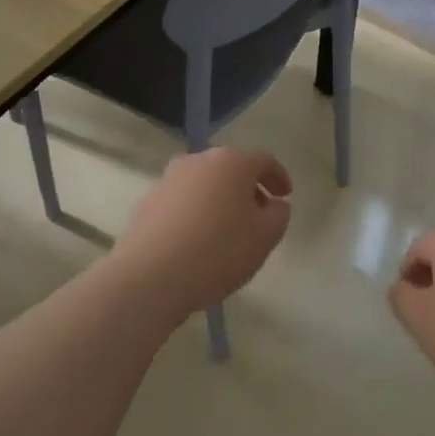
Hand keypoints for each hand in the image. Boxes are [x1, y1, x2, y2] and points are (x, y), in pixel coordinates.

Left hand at [114, 148, 292, 318]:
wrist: (150, 276)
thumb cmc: (218, 251)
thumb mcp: (264, 238)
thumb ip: (278, 215)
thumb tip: (274, 204)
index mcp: (232, 161)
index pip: (263, 160)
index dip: (279, 177)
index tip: (286, 196)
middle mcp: (200, 160)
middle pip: (232, 169)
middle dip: (248, 189)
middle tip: (258, 216)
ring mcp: (170, 178)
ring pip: (205, 184)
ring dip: (219, 200)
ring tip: (226, 232)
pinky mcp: (148, 201)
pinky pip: (182, 202)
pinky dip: (195, 214)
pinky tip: (197, 242)